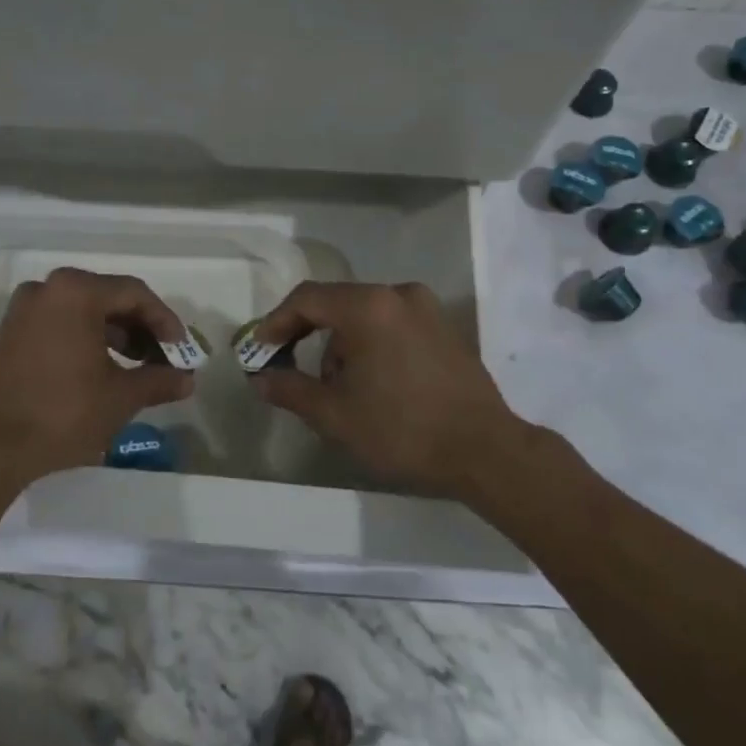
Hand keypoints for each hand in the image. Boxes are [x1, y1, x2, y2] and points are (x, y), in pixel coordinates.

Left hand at [0, 267, 195, 488]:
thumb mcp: (120, 397)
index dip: (165, 321)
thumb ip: (159, 380)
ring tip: (137, 367)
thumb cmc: (62, 414)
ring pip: (84, 311)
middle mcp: (48, 288)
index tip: (182, 350)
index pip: (135, 294)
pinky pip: (61, 323)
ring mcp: (25, 309)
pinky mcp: (11, 332)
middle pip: (108, 298)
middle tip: (162, 358)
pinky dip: (87, 339)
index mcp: (76, 291)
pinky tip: (103, 369)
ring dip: (116, 335)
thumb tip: (188, 380)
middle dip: (141, 328)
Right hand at [244, 282, 522, 491]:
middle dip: (310, 336)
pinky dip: (372, 343)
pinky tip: (375, 382)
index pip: (307, 299)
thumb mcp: (335, 415)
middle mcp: (397, 294)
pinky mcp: (444, 326)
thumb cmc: (402, 430)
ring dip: (343, 344)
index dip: (276, 322)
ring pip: (365, 315)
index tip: (260, 349)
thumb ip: (290, 390)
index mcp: (368, 307)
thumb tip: (259, 379)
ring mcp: (426, 308)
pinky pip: (392, 323)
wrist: (485, 451)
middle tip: (293, 371)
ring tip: (342, 389)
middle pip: (337, 304)